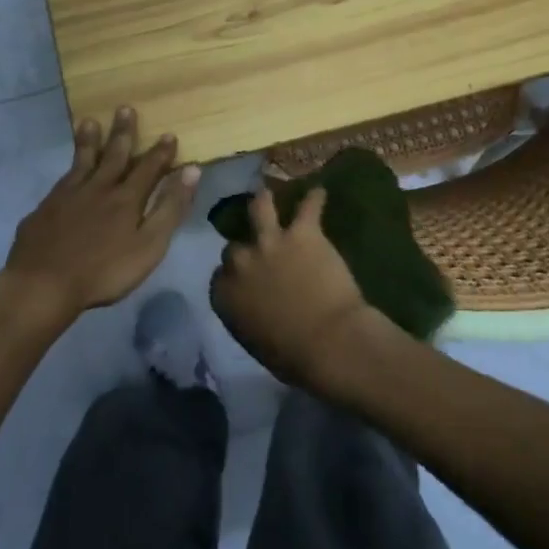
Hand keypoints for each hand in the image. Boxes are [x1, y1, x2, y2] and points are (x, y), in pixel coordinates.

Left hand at [3, 106, 200, 321]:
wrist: (43, 284)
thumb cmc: (104, 272)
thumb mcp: (149, 245)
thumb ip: (170, 208)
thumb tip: (192, 170)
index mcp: (126, 198)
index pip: (148, 168)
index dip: (160, 152)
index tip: (168, 134)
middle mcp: (98, 188)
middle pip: (114, 155)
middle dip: (123, 132)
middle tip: (125, 108)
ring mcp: (68, 196)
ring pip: (82, 161)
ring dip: (89, 141)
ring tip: (89, 122)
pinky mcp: (45, 208)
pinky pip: (61, 182)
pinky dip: (67, 170)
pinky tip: (66, 172)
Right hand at [210, 187, 380, 390]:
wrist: (328, 341)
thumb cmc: (291, 356)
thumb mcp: (253, 340)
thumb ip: (245, 314)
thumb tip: (253, 307)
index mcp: (225, 294)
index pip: (220, 276)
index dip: (233, 276)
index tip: (243, 280)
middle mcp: (241, 262)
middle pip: (236, 246)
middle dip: (246, 248)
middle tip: (257, 250)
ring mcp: (271, 242)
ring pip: (261, 206)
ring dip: (264, 200)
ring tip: (268, 192)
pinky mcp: (303, 232)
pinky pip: (309, 206)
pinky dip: (315, 199)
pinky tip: (319, 192)